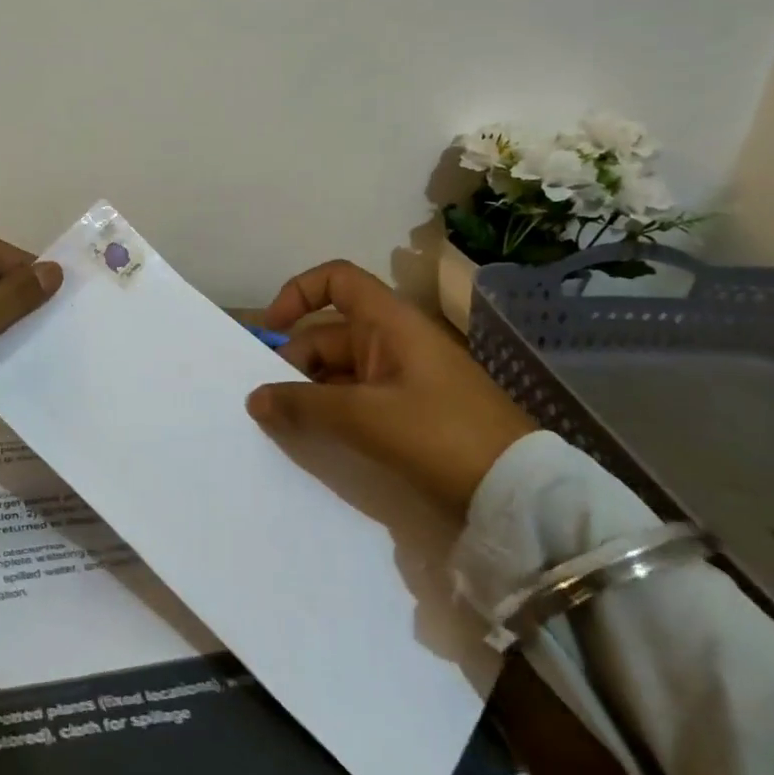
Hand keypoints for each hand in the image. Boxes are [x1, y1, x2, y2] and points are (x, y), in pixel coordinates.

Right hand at [245, 260, 534, 515]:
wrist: (519, 493)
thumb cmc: (440, 435)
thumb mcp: (364, 417)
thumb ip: (303, 405)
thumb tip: (254, 398)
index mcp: (390, 322)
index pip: (337, 281)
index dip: (299, 293)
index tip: (271, 330)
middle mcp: (394, 340)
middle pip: (329, 332)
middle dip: (295, 361)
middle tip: (270, 402)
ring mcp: (404, 377)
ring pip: (340, 370)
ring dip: (311, 391)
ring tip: (285, 425)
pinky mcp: (411, 411)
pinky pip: (358, 398)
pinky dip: (333, 411)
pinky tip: (316, 437)